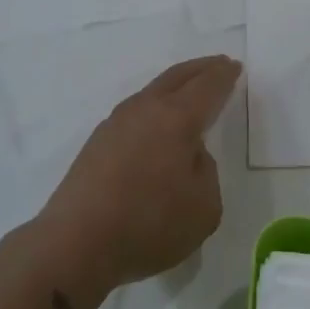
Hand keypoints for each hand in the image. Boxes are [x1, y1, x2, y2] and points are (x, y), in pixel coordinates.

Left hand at [36, 55, 242, 290]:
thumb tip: (189, 156)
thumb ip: (206, 172)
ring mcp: (115, 124)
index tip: (234, 67)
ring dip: (175, 86)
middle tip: (218, 64)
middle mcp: (145, 110)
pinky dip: (154, 108)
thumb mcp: (204, 207)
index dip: (224, 76)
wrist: (75, 243)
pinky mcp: (96, 143)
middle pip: (177, 77)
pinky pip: (135, 112)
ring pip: (152, 92)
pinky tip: (156, 124)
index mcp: (177, 118)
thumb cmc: (148, 224)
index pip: (207, 86)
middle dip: (201, 69)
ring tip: (188, 91)